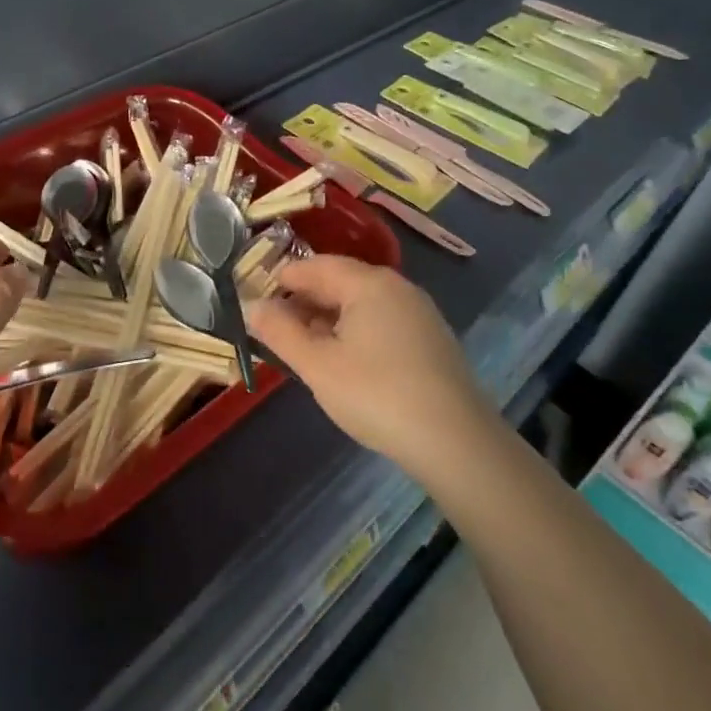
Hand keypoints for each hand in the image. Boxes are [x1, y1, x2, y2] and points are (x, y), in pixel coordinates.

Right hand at [246, 255, 491, 474]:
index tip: (254, 299)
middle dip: (303, 300)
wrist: (457, 444)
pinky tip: (343, 361)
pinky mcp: (431, 340)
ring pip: (360, 304)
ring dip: (327, 318)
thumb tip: (253, 306)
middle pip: (339, 281)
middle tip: (273, 327)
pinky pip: (380, 322)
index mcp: (368, 283)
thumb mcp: (317, 365)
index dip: (281, 279)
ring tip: (302, 346)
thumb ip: (280, 331)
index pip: (314, 265)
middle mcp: (396, 287)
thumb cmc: (377, 395)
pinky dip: (353, 331)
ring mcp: (418, 313)